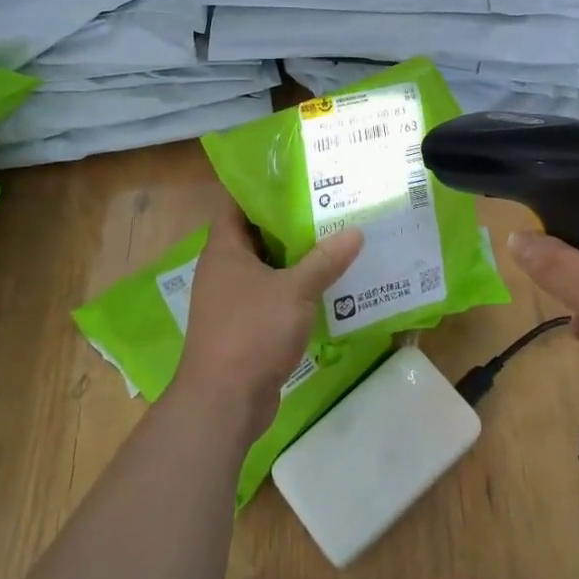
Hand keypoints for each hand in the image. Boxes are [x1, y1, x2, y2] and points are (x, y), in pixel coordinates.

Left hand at [170, 207, 362, 441]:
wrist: (223, 403)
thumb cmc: (251, 332)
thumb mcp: (294, 290)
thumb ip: (324, 260)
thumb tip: (355, 232)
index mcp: (224, 250)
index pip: (237, 204)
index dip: (262, 188)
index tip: (296, 176)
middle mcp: (223, 271)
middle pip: (256, 235)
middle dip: (289, 221)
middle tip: (328, 204)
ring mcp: (232, 301)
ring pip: (267, 268)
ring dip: (296, 257)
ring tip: (335, 238)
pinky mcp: (245, 327)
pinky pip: (273, 296)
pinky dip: (295, 288)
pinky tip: (328, 283)